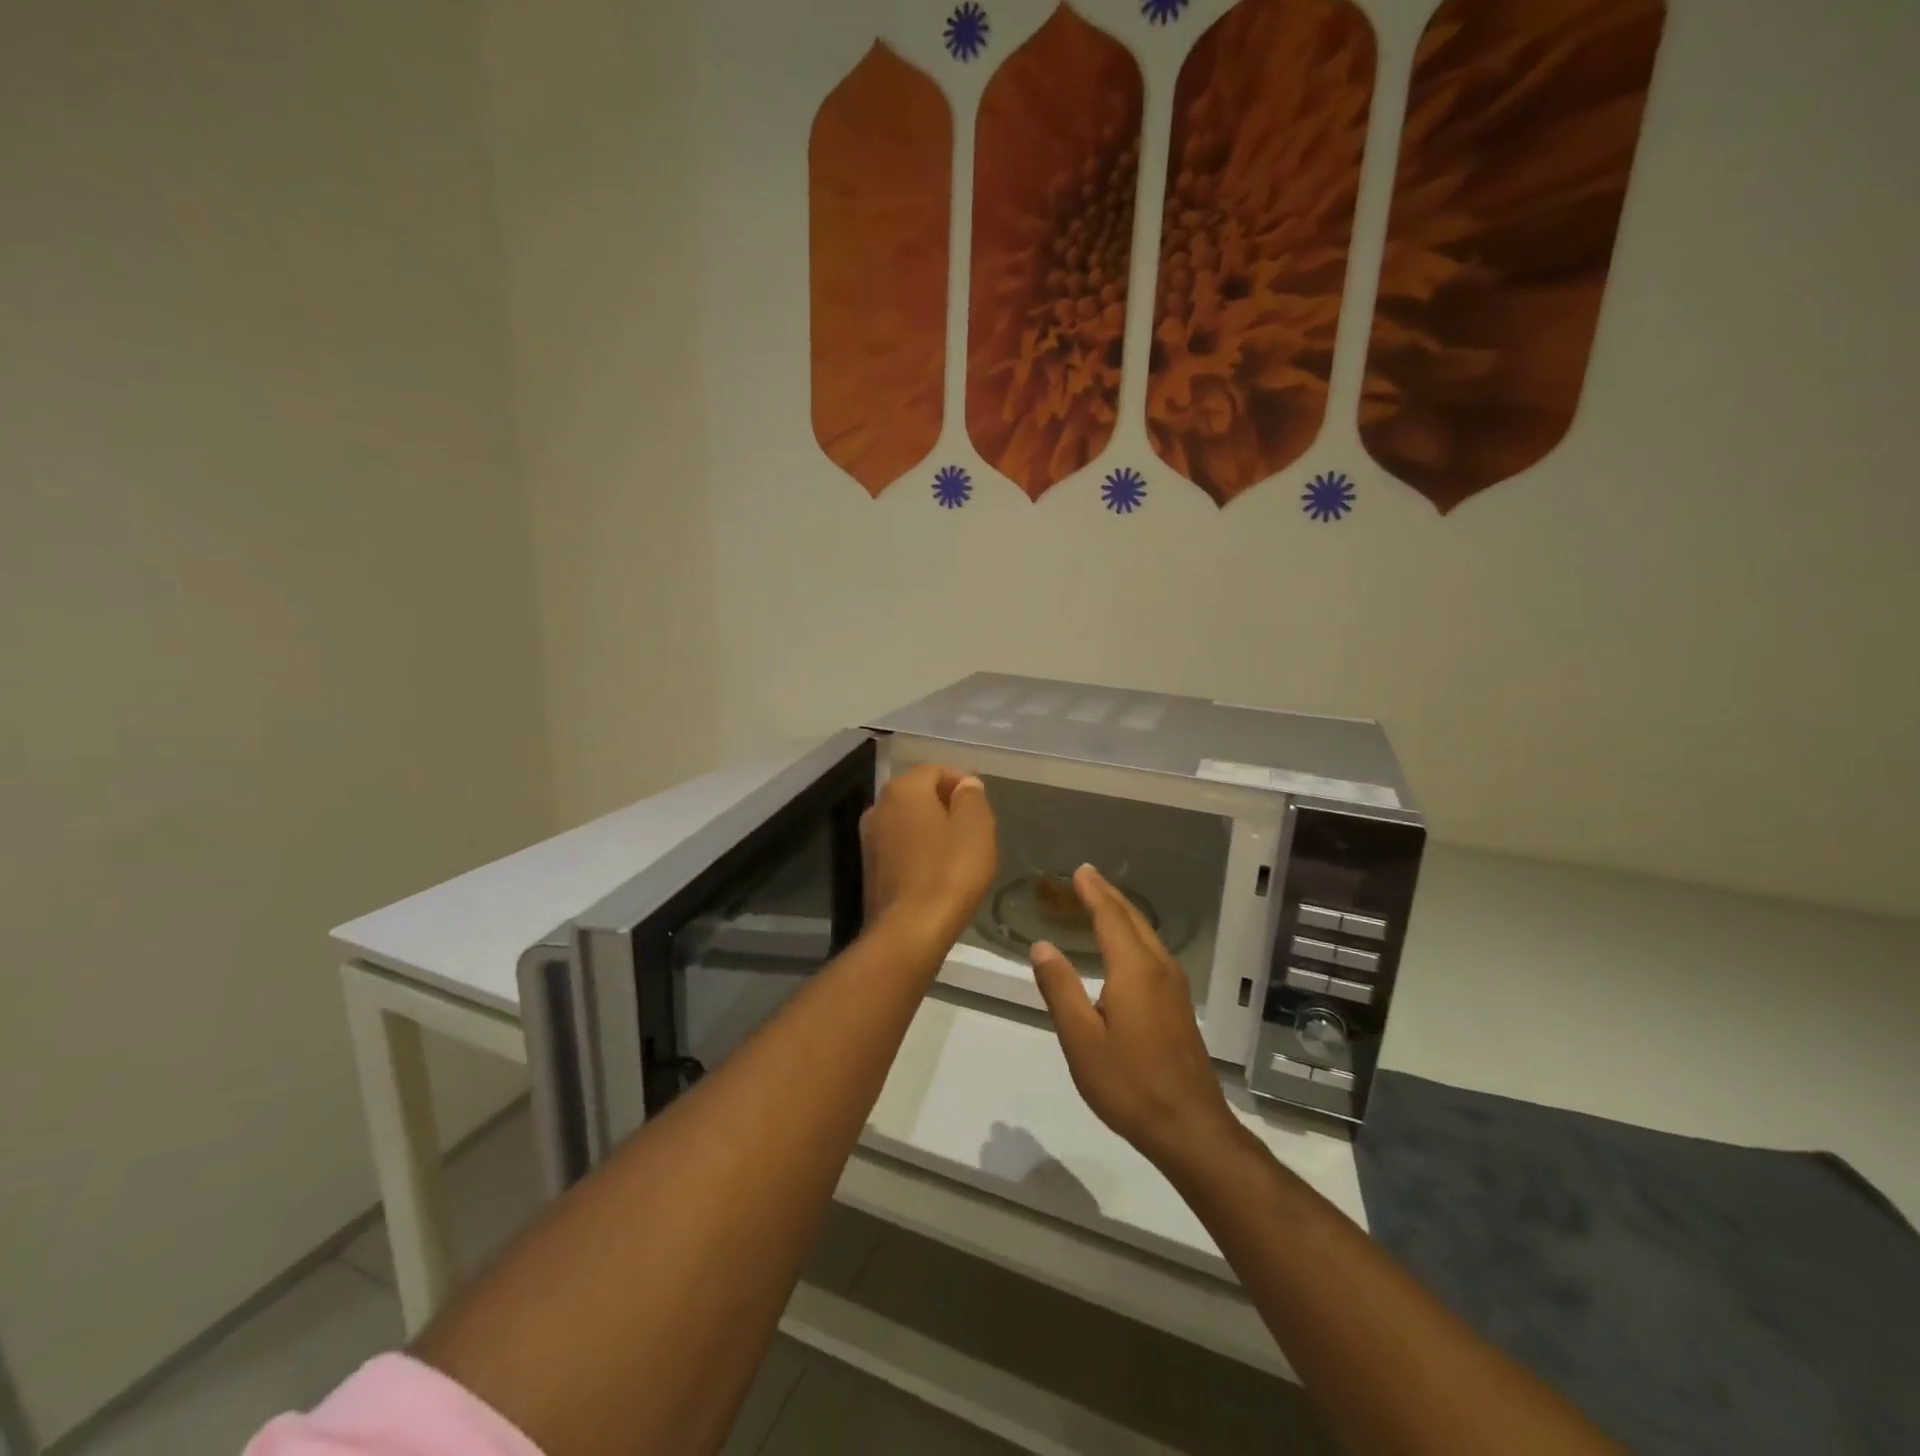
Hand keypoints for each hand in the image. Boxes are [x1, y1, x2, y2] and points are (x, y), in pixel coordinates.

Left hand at [860, 764, 997, 945]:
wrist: (909, 930)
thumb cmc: (949, 872)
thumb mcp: (976, 828)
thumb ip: (971, 798)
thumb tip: (966, 784)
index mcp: (904, 789)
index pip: (935, 769)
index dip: (961, 782)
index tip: (981, 806)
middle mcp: (879, 806)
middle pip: (918, 793)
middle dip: (945, 804)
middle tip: (973, 829)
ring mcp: (869, 838)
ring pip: (907, 820)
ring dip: (931, 828)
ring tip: (957, 851)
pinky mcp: (869, 867)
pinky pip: (899, 846)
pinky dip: (918, 850)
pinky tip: (937, 871)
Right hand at [1031, 865, 1241, 1172]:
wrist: (1190, 1127)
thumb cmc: (1129, 1083)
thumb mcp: (1081, 1039)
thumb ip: (1060, 988)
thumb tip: (1042, 946)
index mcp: (1134, 970)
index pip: (1111, 917)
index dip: (1093, 892)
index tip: (1079, 870)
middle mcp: (1158, 968)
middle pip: (1132, 919)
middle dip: (1109, 895)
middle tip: (1087, 876)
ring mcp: (1174, 987)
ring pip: (1146, 934)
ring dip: (1122, 912)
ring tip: (1101, 900)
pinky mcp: (1178, 1005)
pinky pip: (1152, 952)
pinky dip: (1133, 934)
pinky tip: (1125, 946)